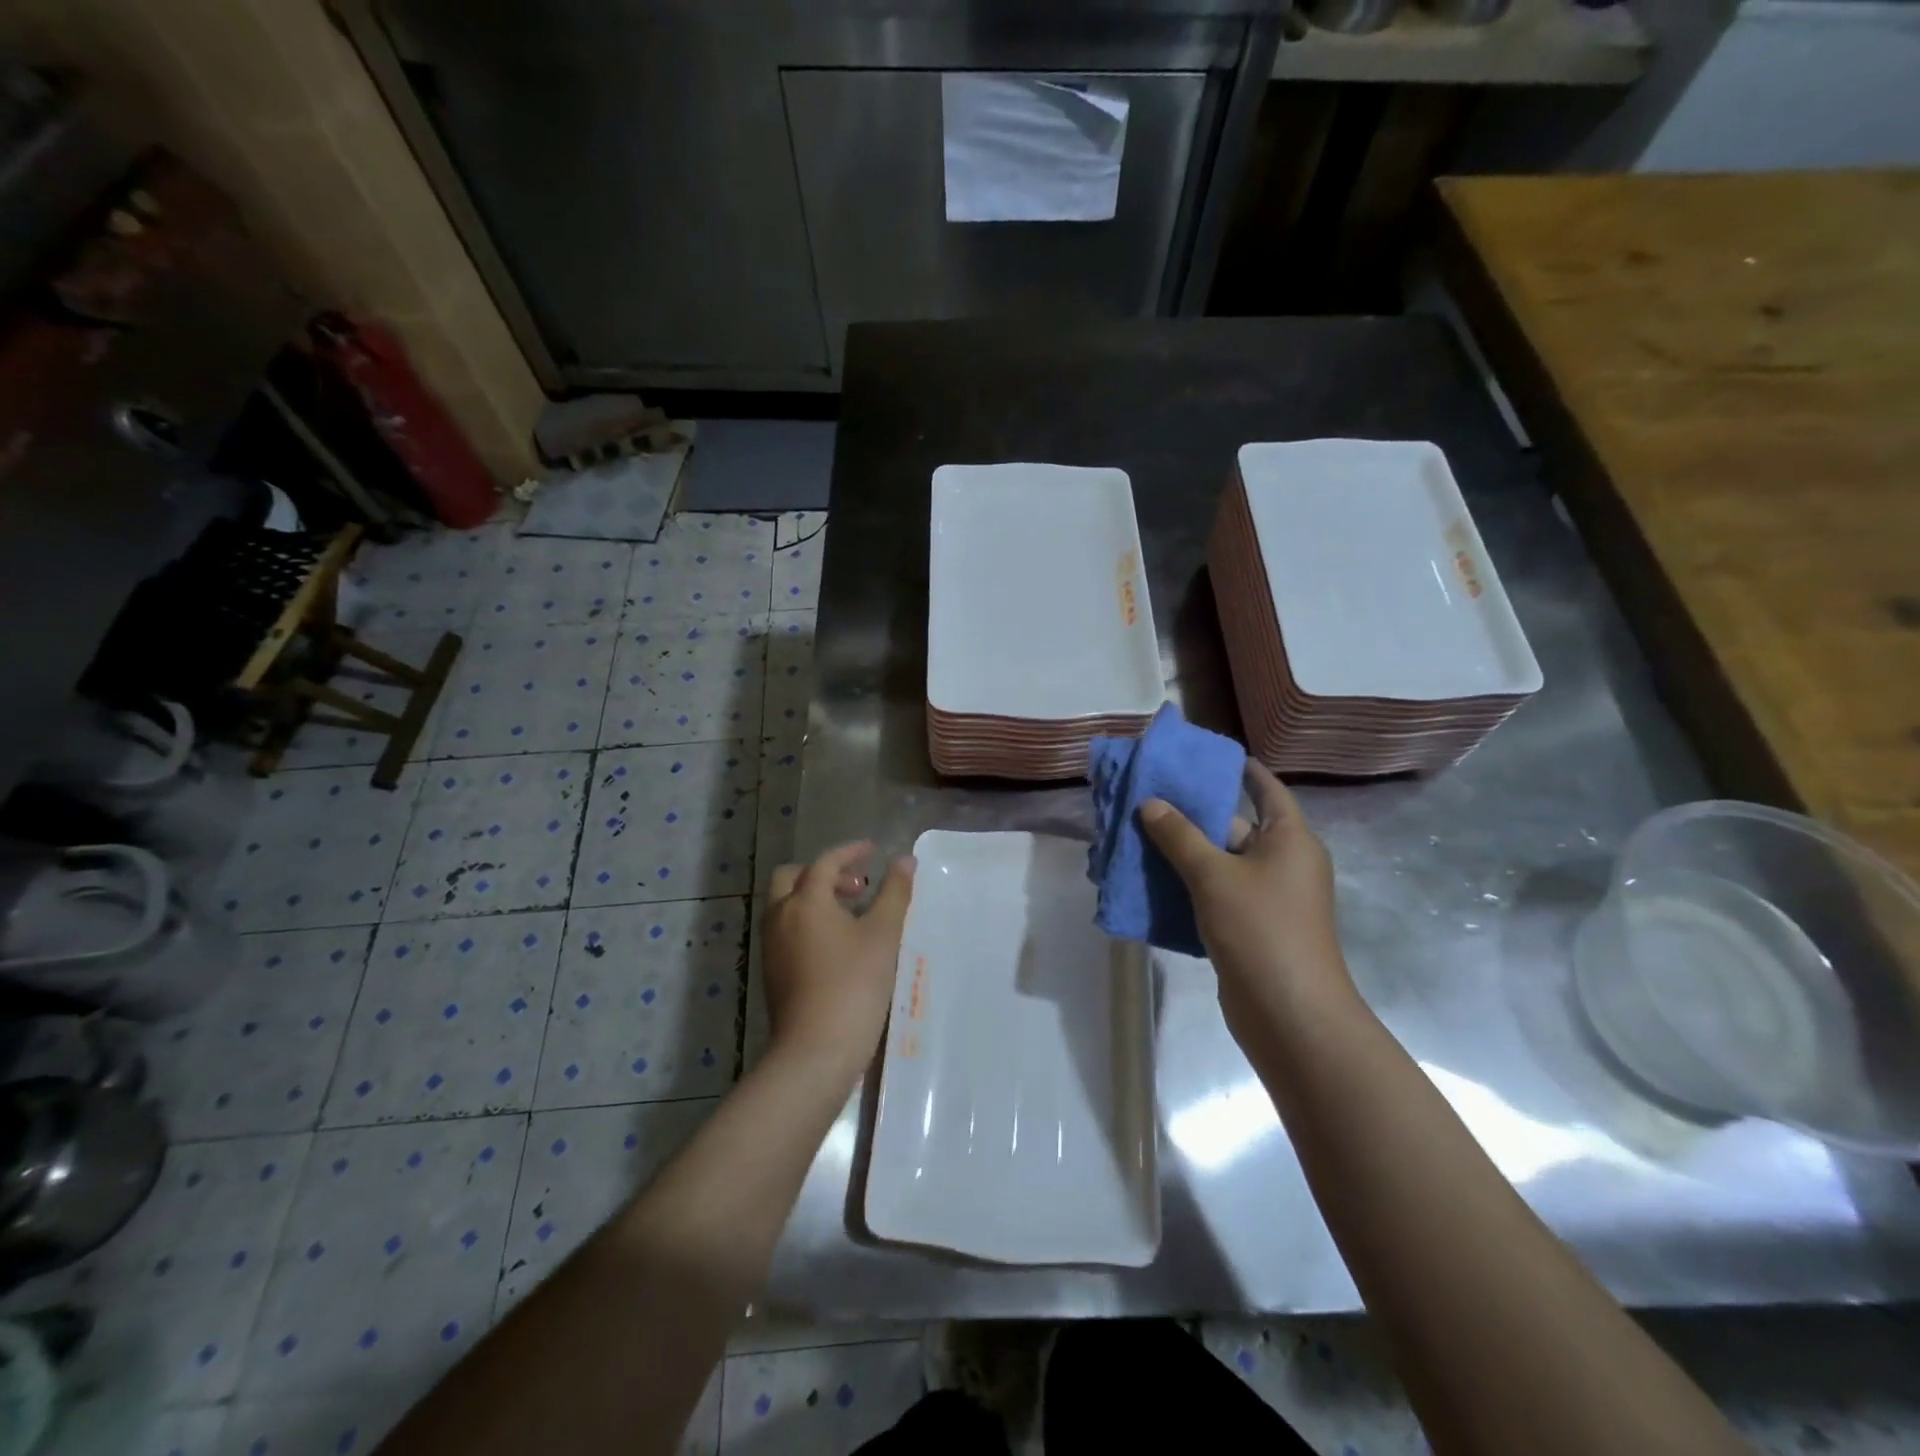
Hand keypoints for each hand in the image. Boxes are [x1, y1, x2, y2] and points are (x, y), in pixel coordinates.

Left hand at [762, 842, 915, 1081]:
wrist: (815, 1050)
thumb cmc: (853, 985)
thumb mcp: (883, 935)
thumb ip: (895, 893)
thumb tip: (905, 860)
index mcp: (805, 901)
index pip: (825, 862)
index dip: (850, 852)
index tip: (873, 851)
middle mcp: (780, 916)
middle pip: (794, 878)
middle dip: (825, 873)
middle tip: (858, 886)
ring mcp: (772, 946)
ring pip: (788, 904)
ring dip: (817, 897)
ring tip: (853, 914)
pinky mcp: (773, 971)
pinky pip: (788, 929)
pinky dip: (809, 920)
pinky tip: (838, 943)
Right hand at [1140, 761, 1353, 1049]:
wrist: (1289, 1015)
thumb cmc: (1260, 929)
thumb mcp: (1214, 875)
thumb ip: (1179, 836)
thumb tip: (1150, 803)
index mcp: (1289, 839)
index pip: (1266, 789)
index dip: (1240, 770)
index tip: (1204, 756)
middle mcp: (1282, 863)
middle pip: (1234, 826)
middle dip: (1191, 815)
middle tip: (1147, 798)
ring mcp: (1267, 898)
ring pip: (1219, 863)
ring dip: (1181, 853)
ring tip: (1136, 836)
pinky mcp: (1249, 928)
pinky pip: (1214, 894)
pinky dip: (1185, 886)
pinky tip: (1148, 882)